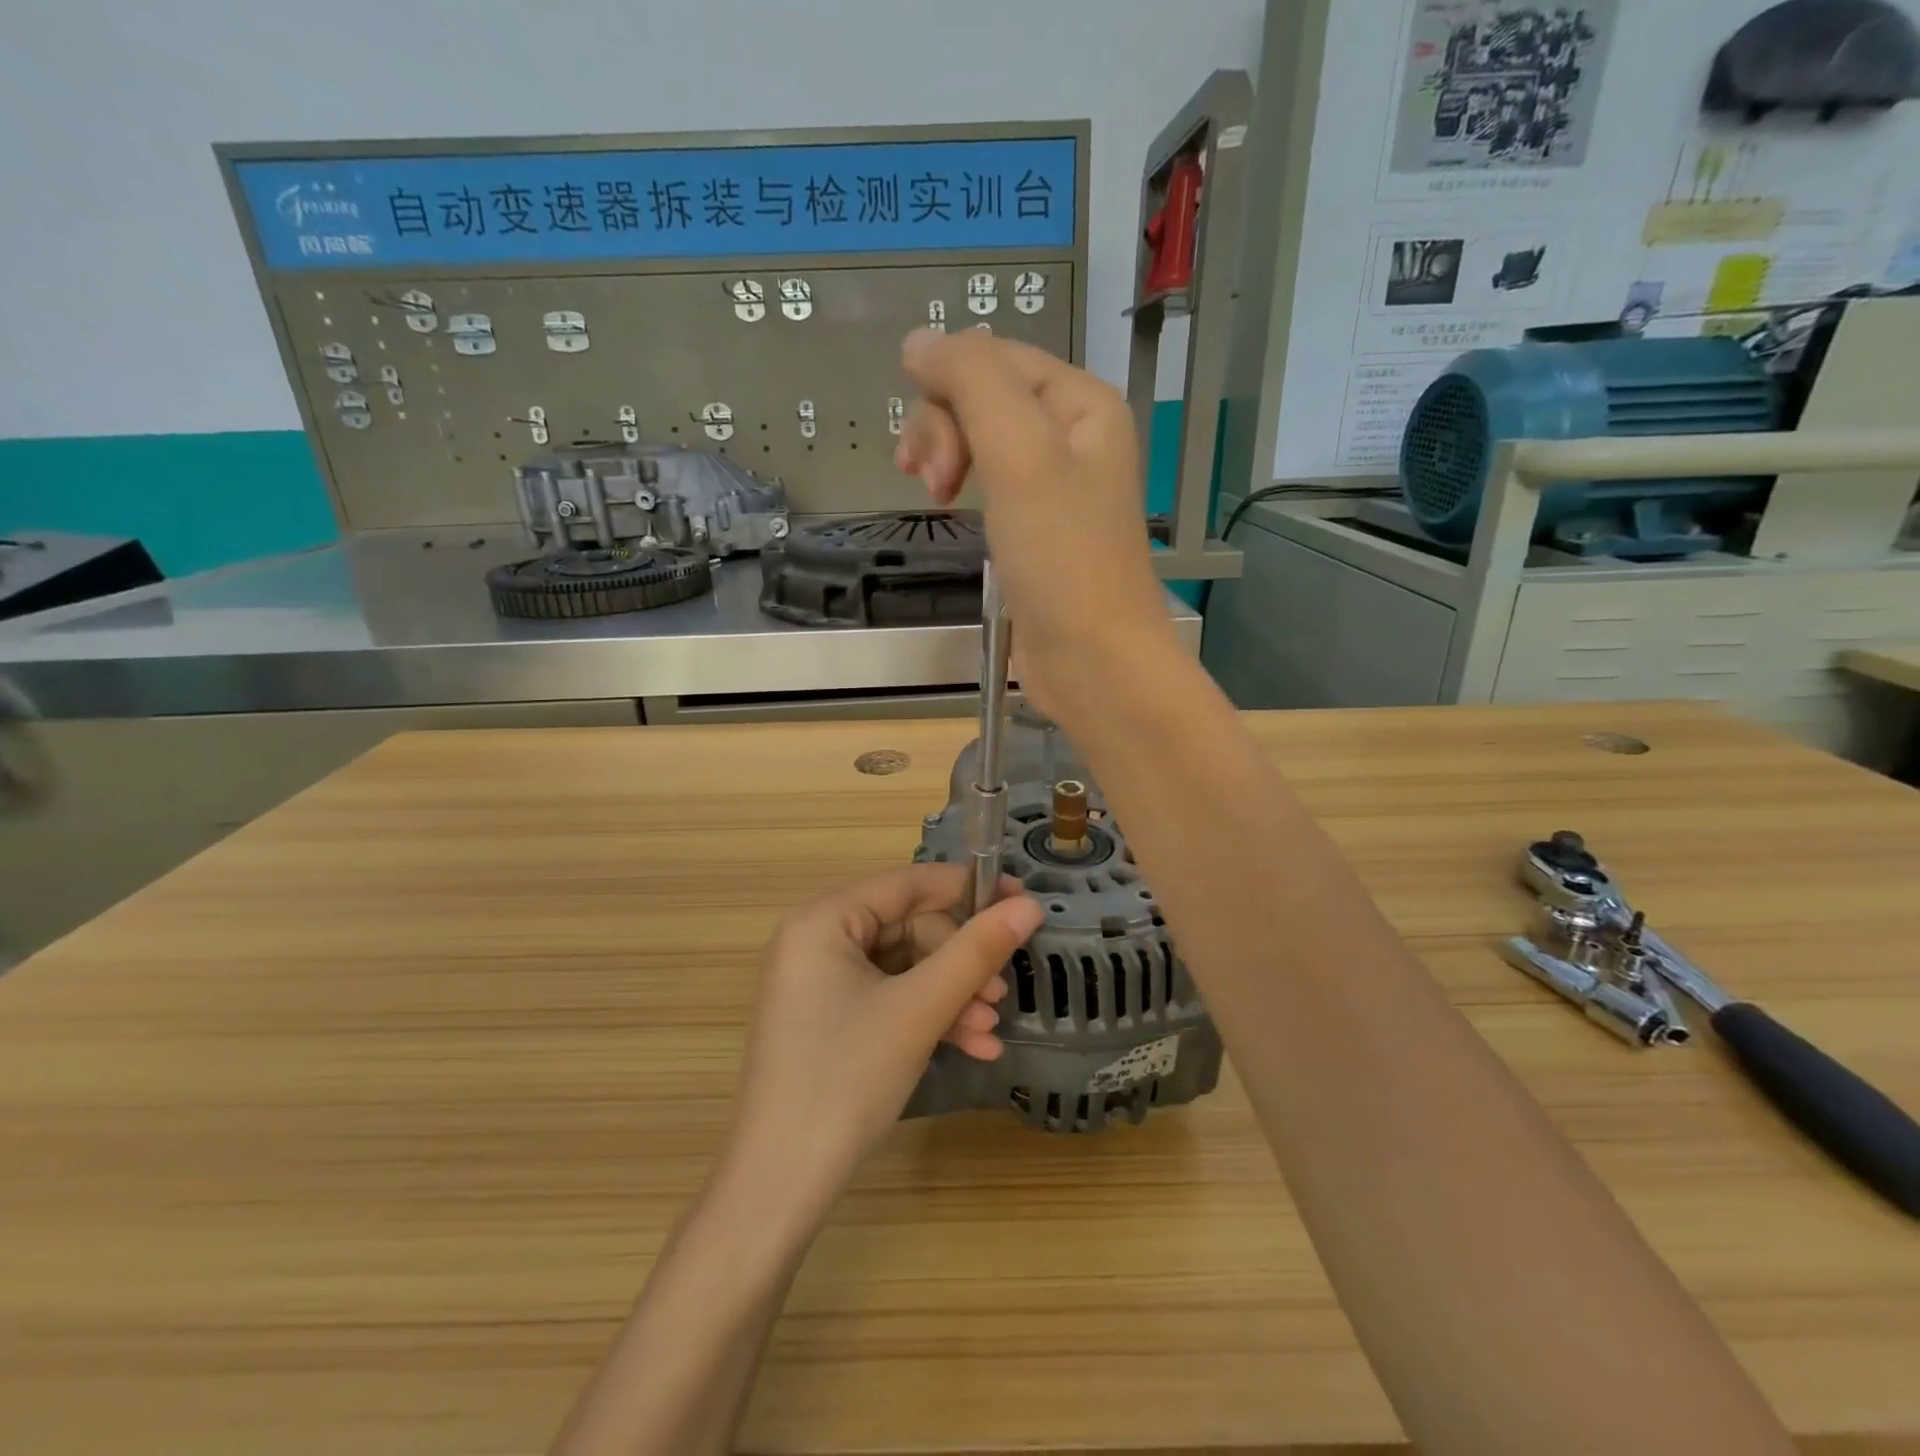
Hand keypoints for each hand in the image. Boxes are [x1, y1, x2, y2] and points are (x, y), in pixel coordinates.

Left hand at [723, 864, 1043, 1214]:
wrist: (779, 1188)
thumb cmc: (846, 1079)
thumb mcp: (919, 1009)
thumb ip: (976, 951)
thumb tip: (1030, 905)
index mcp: (824, 919)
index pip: (910, 883)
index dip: (970, 889)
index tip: (1023, 902)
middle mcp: (816, 939)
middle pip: (910, 929)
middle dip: (960, 965)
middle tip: (1000, 996)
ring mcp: (819, 982)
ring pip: (905, 969)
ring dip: (952, 996)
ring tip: (990, 1032)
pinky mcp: (828, 1019)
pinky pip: (889, 999)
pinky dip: (927, 1018)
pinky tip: (970, 1048)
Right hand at [894, 329, 1179, 722]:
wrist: (1092, 658)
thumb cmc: (1062, 556)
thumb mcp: (1019, 453)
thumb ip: (972, 382)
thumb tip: (919, 341)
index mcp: (1082, 403)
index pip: (995, 358)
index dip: (946, 386)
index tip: (921, 448)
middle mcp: (1072, 434)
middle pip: (984, 396)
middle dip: (944, 427)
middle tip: (935, 484)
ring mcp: (1053, 484)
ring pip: (980, 438)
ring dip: (945, 455)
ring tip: (935, 497)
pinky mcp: (1035, 527)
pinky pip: (987, 481)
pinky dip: (961, 486)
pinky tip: (948, 506)